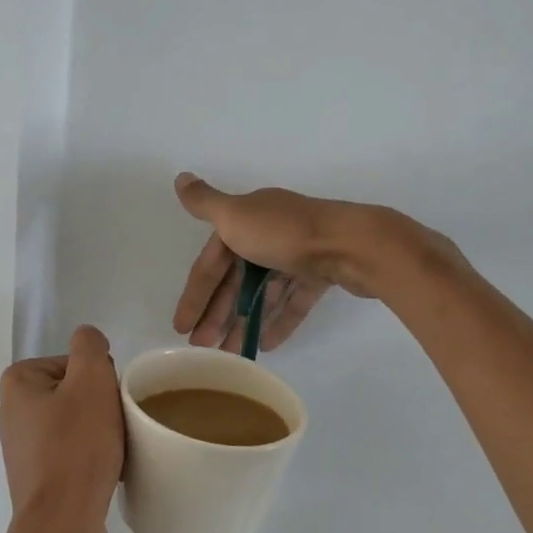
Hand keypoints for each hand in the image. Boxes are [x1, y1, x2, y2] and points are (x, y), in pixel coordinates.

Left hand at [0, 325, 124, 532]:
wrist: (62, 525)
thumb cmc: (76, 448)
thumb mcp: (91, 381)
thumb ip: (89, 346)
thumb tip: (88, 340)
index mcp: (18, 383)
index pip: (74, 362)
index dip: (99, 378)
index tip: (108, 402)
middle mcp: (13, 411)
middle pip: (76, 391)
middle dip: (101, 405)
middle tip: (115, 426)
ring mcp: (23, 447)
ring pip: (78, 422)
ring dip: (100, 431)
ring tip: (113, 451)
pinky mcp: (37, 476)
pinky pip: (73, 452)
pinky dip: (92, 456)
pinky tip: (106, 470)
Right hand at [171, 174, 409, 352]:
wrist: (352, 244)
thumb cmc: (285, 233)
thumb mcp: (236, 215)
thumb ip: (205, 203)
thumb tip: (180, 178)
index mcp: (247, 220)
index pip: (212, 263)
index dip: (195, 294)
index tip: (181, 327)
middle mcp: (270, 233)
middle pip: (236, 280)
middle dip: (217, 313)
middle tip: (202, 347)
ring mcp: (298, 254)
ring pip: (264, 293)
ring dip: (245, 322)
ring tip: (231, 354)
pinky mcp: (322, 274)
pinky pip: (294, 301)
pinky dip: (280, 320)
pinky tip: (267, 345)